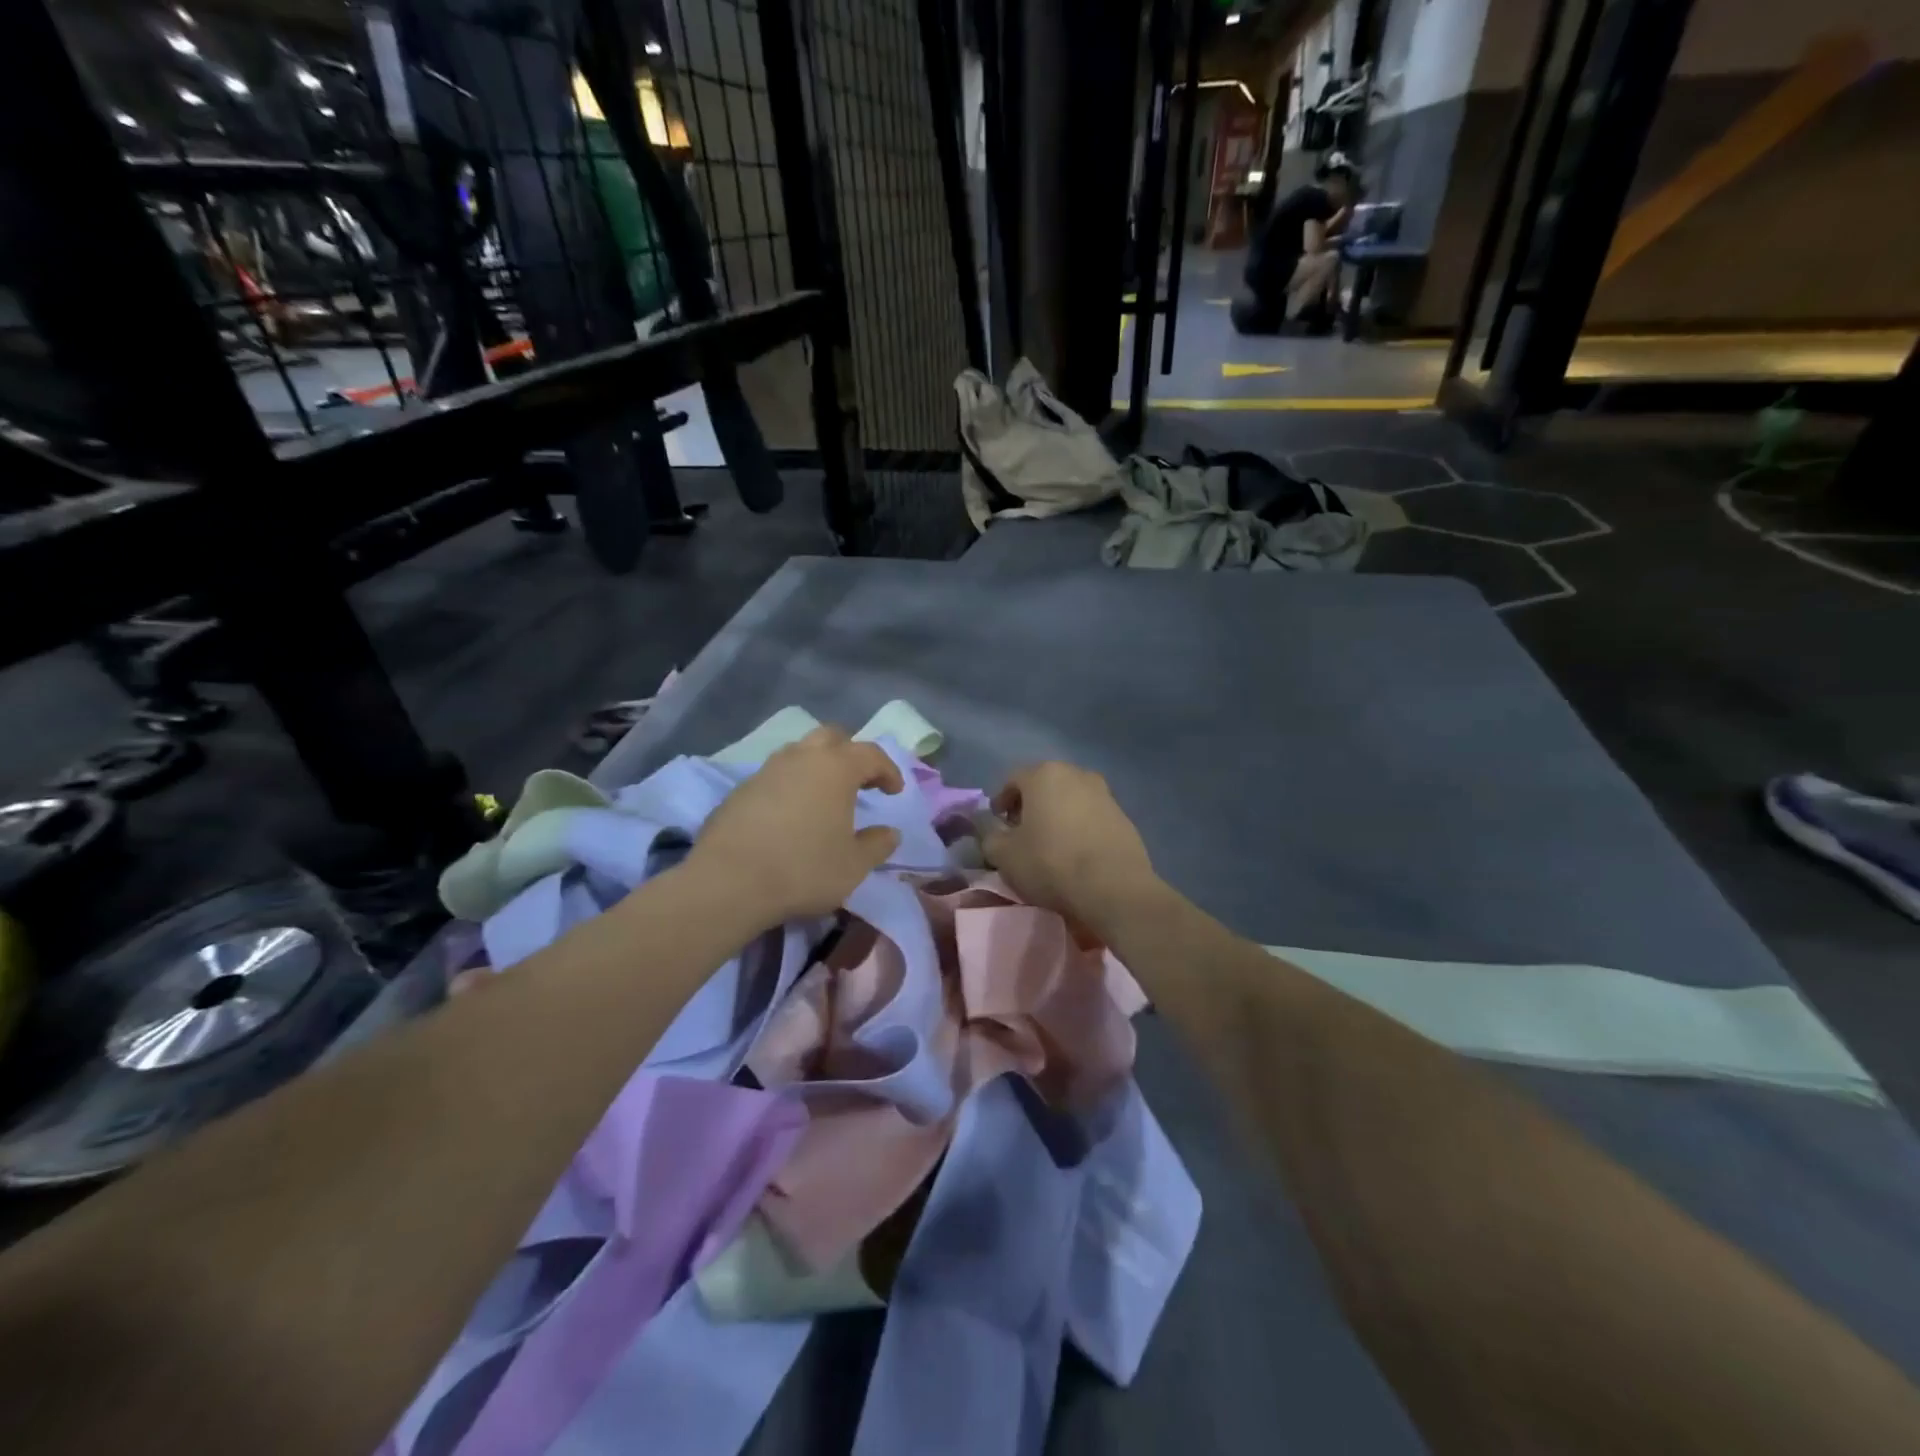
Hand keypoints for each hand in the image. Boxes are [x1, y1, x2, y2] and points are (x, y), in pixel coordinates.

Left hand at [687, 725, 903, 928]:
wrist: (728, 883)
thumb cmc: (803, 870)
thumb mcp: (853, 866)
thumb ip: (877, 845)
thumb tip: (890, 833)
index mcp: (835, 769)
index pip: (870, 754)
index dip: (888, 770)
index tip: (894, 792)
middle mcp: (801, 758)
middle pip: (831, 737)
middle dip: (850, 753)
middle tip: (860, 780)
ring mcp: (766, 771)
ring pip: (798, 753)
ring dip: (817, 766)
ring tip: (824, 796)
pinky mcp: (739, 790)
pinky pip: (774, 776)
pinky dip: (790, 786)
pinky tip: (790, 815)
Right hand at [982, 762, 1158, 930]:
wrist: (1114, 888)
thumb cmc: (1051, 864)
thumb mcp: (1004, 855)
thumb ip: (990, 836)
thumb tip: (991, 829)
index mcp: (1044, 774)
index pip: (1013, 780)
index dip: (1001, 801)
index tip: (998, 824)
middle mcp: (1076, 774)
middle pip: (1044, 785)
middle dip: (1030, 805)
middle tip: (1022, 832)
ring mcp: (1104, 793)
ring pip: (1070, 799)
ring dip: (1057, 815)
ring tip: (1051, 843)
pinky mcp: (1124, 816)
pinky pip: (1092, 816)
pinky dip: (1080, 827)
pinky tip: (1077, 852)